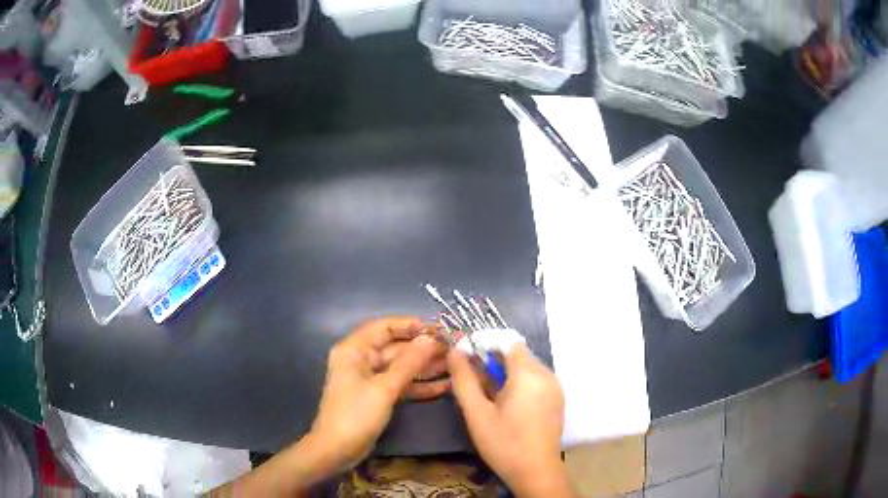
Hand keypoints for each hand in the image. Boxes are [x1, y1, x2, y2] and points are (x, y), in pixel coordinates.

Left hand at [309, 317, 448, 471]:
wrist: (337, 450)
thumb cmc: (356, 415)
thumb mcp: (384, 388)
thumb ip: (409, 363)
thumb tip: (431, 339)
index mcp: (354, 350)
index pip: (385, 327)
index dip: (411, 326)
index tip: (438, 329)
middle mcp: (362, 360)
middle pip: (396, 348)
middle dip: (424, 349)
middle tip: (454, 349)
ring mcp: (370, 379)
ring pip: (402, 367)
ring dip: (426, 367)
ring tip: (455, 366)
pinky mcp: (378, 396)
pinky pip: (401, 384)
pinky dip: (420, 385)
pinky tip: (445, 386)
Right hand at [449, 343, 572, 496]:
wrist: (535, 471)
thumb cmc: (503, 443)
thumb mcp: (477, 413)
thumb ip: (464, 379)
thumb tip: (455, 351)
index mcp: (529, 374)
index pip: (508, 340)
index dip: (485, 342)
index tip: (465, 355)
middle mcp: (547, 374)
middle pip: (517, 353)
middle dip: (492, 359)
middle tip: (471, 378)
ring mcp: (555, 386)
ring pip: (526, 366)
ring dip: (505, 371)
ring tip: (486, 393)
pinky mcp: (557, 398)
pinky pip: (535, 378)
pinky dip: (518, 381)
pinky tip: (505, 402)